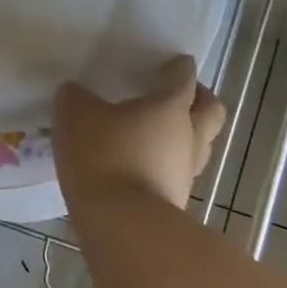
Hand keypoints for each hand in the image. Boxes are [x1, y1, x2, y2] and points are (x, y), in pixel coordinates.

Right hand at [52, 55, 226, 209]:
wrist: (122, 226)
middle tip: (179, 95)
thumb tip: (75, 92)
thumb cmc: (104, 156)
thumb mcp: (75, 115)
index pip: (184, 78)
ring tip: (154, 134)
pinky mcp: (175, 201)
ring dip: (184, 135)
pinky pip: (177, 172)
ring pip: (199, 145)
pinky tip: (139, 165)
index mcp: (170, 106)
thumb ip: (75, 97)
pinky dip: (165, 164)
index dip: (179, 67)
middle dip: (200, 99)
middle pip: (211, 111)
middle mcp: (188, 136)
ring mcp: (186, 172)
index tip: (173, 62)